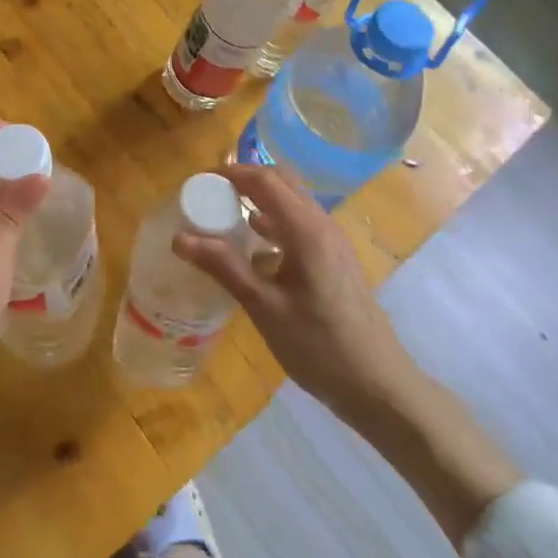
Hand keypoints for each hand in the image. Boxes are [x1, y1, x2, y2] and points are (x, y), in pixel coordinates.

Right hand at [174, 163, 416, 425]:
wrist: (378, 384)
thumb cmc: (319, 346)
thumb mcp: (264, 308)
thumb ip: (225, 267)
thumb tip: (180, 238)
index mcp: (306, 230)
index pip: (265, 180)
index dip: (231, 173)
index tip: (198, 181)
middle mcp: (322, 224)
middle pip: (282, 181)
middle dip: (246, 179)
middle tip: (210, 194)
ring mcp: (333, 240)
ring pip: (294, 201)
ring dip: (261, 198)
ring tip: (226, 214)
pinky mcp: (336, 258)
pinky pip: (301, 222)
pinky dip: (275, 219)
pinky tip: (256, 245)